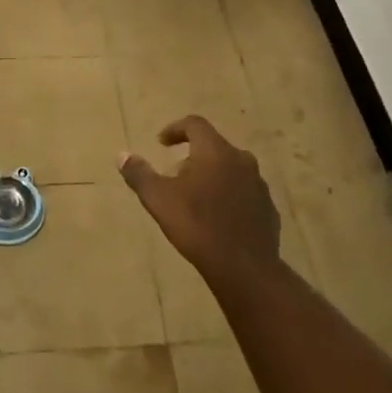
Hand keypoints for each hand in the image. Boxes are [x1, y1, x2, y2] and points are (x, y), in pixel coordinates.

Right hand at [120, 115, 280, 280]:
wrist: (244, 268)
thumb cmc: (197, 225)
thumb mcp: (159, 199)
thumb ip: (139, 174)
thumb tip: (122, 156)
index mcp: (215, 151)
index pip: (195, 124)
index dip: (175, 129)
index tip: (162, 143)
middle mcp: (241, 160)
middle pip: (214, 147)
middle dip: (193, 156)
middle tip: (176, 176)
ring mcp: (259, 185)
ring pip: (231, 169)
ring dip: (213, 176)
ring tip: (196, 198)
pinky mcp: (269, 208)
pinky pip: (244, 193)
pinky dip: (229, 196)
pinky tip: (218, 218)